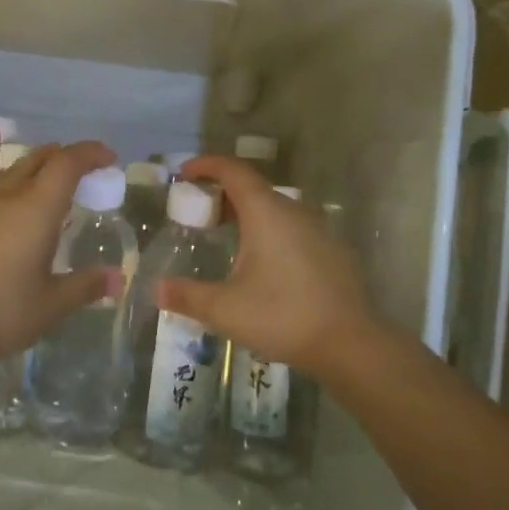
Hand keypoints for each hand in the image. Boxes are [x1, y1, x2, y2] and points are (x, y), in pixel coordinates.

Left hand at [0, 137, 117, 365]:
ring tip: (45, 154)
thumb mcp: (52, 304)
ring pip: (9, 166)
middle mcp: (9, 195)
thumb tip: (118, 279)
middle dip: (64, 159)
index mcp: (39, 210)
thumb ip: (86, 286)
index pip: (68, 165)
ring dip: (32, 158)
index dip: (90, 154)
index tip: (107, 157)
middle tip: (80, 170)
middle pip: (40, 161)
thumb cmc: (3, 313)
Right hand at [158, 155, 380, 379]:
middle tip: (198, 214)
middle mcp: (294, 211)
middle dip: (222, 194)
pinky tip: (262, 264)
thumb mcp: (224, 309)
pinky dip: (269, 231)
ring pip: (275, 209)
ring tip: (226, 238)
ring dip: (247, 215)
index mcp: (266, 213)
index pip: (233, 171)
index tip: (184, 173)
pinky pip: (293, 228)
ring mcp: (319, 230)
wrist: (351, 344)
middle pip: (254, 188)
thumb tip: (156, 289)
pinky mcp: (332, 251)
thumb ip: (187, 296)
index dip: (207, 165)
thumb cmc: (283, 316)